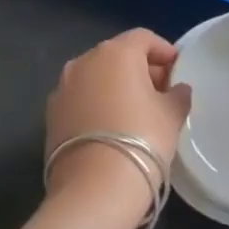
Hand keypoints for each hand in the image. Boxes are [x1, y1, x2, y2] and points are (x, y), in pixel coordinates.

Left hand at [45, 30, 192, 224]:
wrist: (94, 190)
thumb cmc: (142, 140)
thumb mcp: (172, 115)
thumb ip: (177, 95)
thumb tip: (177, 89)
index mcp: (116, 52)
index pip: (144, 38)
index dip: (163, 51)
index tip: (177, 70)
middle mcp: (84, 61)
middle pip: (118, 55)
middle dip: (140, 68)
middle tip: (160, 92)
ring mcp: (63, 87)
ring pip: (96, 76)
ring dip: (115, 86)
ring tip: (135, 112)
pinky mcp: (50, 114)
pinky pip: (81, 98)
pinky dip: (96, 104)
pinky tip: (111, 128)